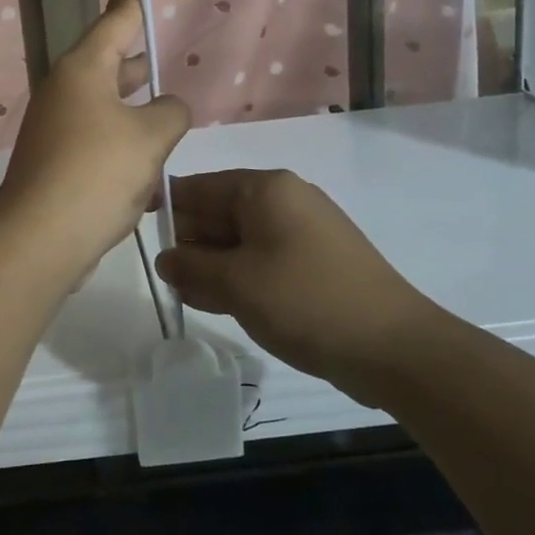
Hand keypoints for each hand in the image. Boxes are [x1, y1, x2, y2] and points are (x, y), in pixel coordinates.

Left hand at [0, 0, 190, 277]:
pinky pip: (99, 138)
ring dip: (137, 108)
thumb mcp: (149, 137)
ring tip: (168, 114)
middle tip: (165, 52)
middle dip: (140, 59)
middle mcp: (66, 89)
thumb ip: (170, 112)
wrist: (39, 239)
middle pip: (111, 58)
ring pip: (108, 102)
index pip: (118, 13)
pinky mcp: (57, 160)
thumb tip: (167, 109)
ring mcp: (57, 125)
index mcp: (84, 68)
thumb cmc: (96, 173)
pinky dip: (125, 144)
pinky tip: (150, 169)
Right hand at [155, 169, 444, 396]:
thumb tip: (165, 259)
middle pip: (219, 212)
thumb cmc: (306, 301)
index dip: (166, 207)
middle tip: (162, 276)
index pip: (199, 186)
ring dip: (210, 265)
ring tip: (184, 294)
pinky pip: (262, 261)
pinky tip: (215, 302)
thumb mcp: (236, 283)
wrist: (394, 348)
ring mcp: (302, 233)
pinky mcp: (314, 264)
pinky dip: (237, 277)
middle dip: (188, 243)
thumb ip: (191, 266)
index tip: (139, 235)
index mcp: (265, 189)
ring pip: (239, 240)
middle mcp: (284, 201)